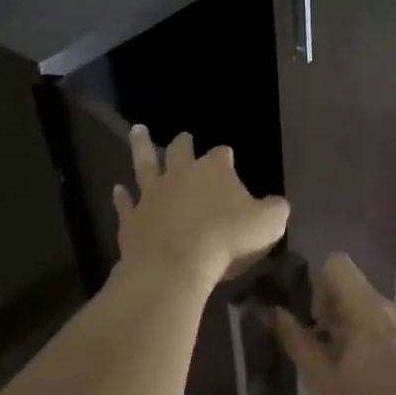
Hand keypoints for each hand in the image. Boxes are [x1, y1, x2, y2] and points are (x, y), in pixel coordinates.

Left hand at [113, 126, 289, 287]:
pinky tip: (117, 190)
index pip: (222, 154)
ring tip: (137, 131)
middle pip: (180, 150)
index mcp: (214, 170)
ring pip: (144, 164)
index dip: (226, 156)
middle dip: (183, 143)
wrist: (176, 263)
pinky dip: (122, 196)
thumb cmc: (227, 238)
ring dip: (141, 147)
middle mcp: (180, 174)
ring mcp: (152, 194)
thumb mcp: (268, 223)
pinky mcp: (133, 218)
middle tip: (183, 137)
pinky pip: (126, 203)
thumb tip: (277, 204)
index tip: (228, 158)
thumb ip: (275, 209)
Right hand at [273, 253, 395, 394]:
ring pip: (378, 312)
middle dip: (338, 315)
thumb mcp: (322, 382)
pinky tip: (385, 383)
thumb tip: (277, 312)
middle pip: (358, 291)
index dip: (319, 286)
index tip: (317, 323)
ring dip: (362, 331)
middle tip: (331, 357)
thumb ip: (298, 341)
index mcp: (370, 309)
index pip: (338, 264)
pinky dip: (384, 344)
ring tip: (358, 374)